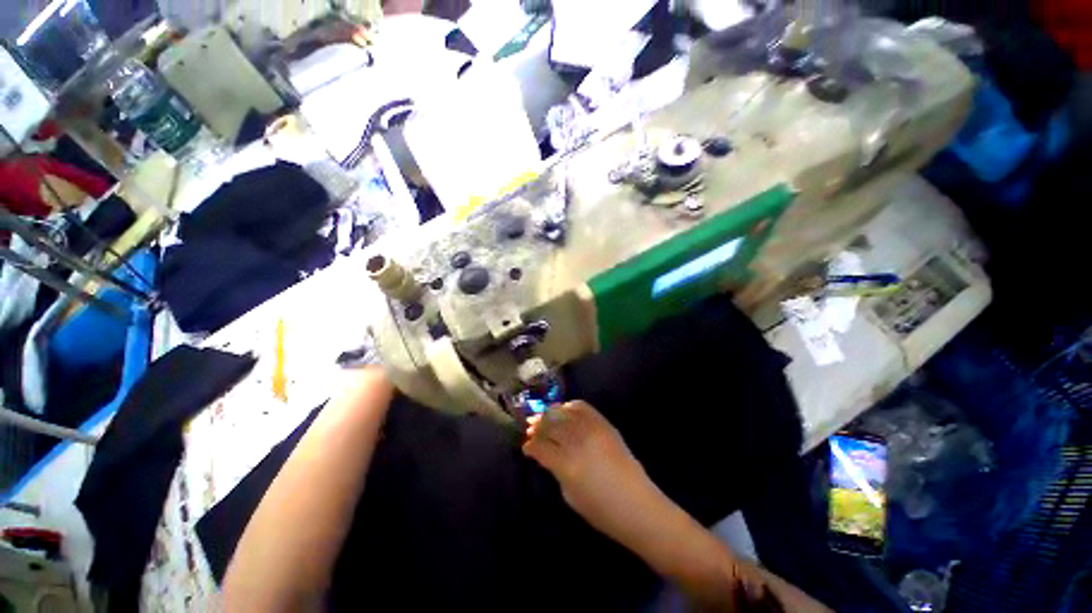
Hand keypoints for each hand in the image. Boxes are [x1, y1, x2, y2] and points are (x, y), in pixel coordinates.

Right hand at [523, 401, 661, 541]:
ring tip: (544, 417)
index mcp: (567, 465)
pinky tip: (564, 410)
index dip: (530, 446)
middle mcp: (578, 442)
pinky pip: (584, 408)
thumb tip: (546, 454)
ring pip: (564, 412)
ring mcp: (593, 430)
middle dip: (538, 425)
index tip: (526, 447)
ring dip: (551, 413)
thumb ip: (555, 470)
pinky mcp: (605, 425)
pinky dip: (570, 406)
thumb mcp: (570, 496)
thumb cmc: (602, 511)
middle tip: (531, 428)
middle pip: (551, 425)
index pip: (541, 447)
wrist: (638, 506)